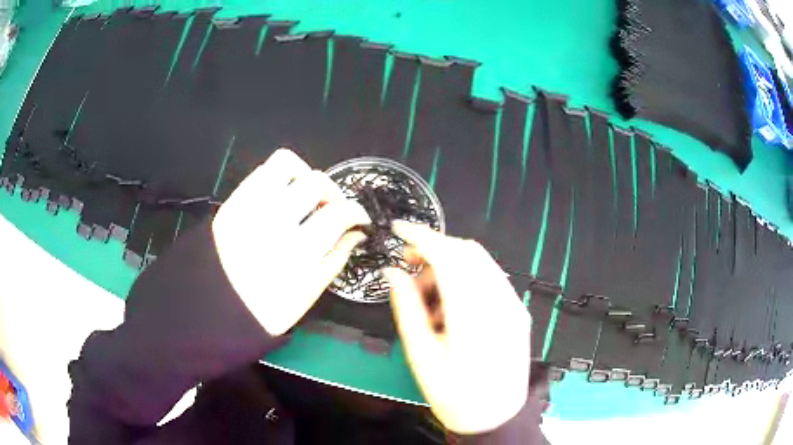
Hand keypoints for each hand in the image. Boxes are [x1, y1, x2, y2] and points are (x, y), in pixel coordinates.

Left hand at [212, 149, 370, 335]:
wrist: (216, 308)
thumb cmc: (268, 309)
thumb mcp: (310, 292)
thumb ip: (337, 256)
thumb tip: (357, 231)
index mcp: (297, 252)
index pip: (338, 213)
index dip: (356, 211)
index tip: (358, 216)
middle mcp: (273, 221)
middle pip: (315, 182)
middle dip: (332, 192)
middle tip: (330, 208)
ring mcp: (249, 207)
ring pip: (285, 163)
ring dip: (303, 176)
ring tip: (303, 196)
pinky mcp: (232, 202)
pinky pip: (260, 172)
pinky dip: (277, 178)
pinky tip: (280, 198)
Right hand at [383, 221, 530, 434]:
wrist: (496, 417)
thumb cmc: (455, 395)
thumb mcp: (422, 357)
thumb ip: (407, 309)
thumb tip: (393, 273)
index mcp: (473, 316)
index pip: (448, 256)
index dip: (421, 236)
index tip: (399, 230)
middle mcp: (501, 303)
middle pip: (467, 251)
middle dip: (434, 249)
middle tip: (409, 268)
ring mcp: (514, 306)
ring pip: (481, 261)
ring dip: (451, 264)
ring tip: (430, 296)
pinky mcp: (518, 312)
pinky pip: (491, 278)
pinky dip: (467, 277)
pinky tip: (452, 304)